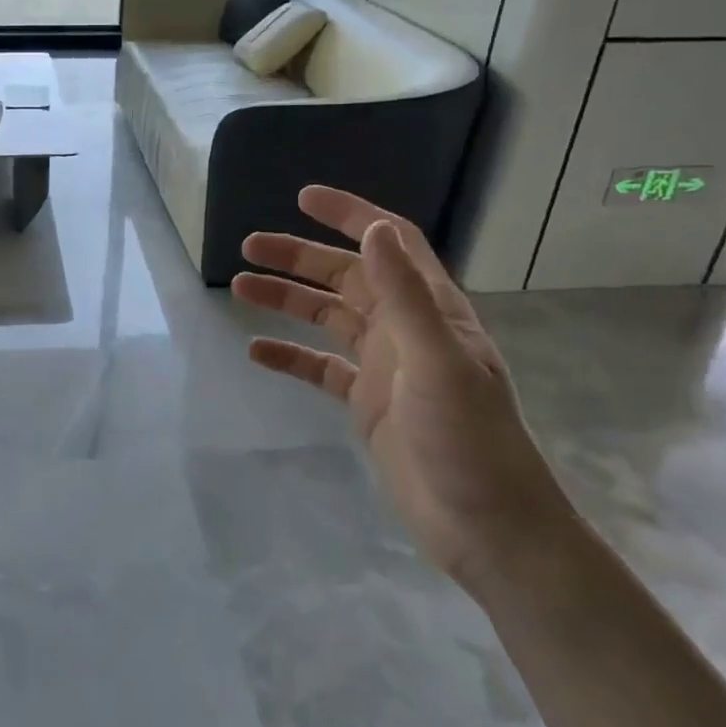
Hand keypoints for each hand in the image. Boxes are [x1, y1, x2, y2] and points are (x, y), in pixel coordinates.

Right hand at [233, 186, 576, 591]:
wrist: (486, 528)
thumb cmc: (468, 440)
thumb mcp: (437, 360)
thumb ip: (404, 294)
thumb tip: (373, 229)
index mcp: (430, 309)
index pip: (389, 243)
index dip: (350, 214)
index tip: (304, 198)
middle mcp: (405, 329)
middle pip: (345, 276)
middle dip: (299, 257)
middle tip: (249, 246)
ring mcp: (384, 366)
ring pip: (326, 317)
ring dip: (286, 299)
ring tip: (239, 287)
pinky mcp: (367, 402)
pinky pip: (319, 367)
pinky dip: (288, 356)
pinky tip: (254, 352)